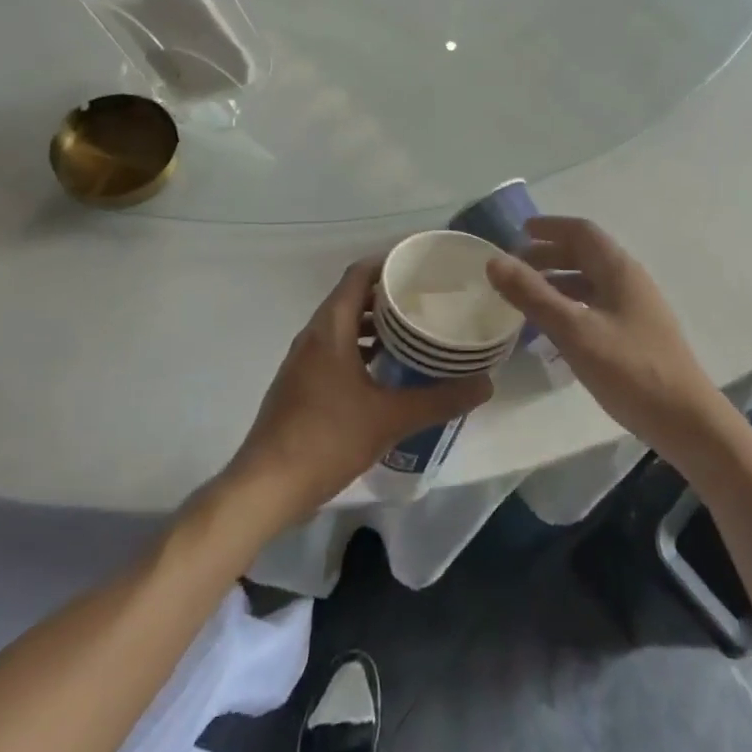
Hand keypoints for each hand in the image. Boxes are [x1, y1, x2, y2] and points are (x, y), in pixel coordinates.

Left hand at [225, 256, 492, 520]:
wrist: (265, 488)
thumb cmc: (326, 440)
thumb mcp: (390, 419)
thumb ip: (439, 399)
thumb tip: (486, 383)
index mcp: (329, 328)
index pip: (359, 274)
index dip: (389, 263)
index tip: (422, 267)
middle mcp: (313, 335)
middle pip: (352, 296)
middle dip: (388, 294)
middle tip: (427, 299)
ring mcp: (303, 360)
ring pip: (342, 325)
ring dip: (374, 323)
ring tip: (414, 332)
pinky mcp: (300, 383)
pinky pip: (335, 348)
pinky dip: (360, 347)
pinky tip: (386, 371)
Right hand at [485, 217, 728, 465]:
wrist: (687, 421)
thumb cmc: (630, 370)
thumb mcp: (574, 331)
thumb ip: (533, 295)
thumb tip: (494, 261)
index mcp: (619, 270)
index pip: (582, 232)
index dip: (550, 227)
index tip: (519, 231)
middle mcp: (629, 281)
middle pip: (586, 254)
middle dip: (549, 255)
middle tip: (514, 267)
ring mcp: (636, 308)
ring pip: (591, 282)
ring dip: (558, 281)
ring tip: (526, 296)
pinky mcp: (637, 334)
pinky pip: (596, 305)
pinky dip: (571, 305)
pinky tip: (554, 329)